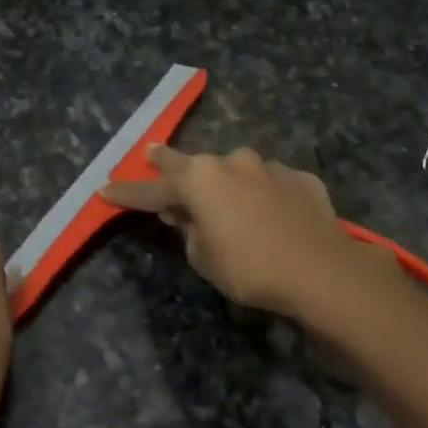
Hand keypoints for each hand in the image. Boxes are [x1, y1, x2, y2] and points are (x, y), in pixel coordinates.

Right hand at [102, 145, 380, 317]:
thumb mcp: (204, 258)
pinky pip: (271, 184)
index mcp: (200, 180)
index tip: (105, 189)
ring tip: (228, 205)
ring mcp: (269, 166)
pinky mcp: (301, 178)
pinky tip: (271, 215)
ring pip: (236, 172)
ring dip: (226, 184)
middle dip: (171, 165)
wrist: (322, 271)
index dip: (127, 193)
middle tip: (153, 156)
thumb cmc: (250, 268)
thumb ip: (188, 231)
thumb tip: (186, 215)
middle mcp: (232, 162)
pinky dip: (263, 195)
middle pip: (194, 166)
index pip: (152, 189)